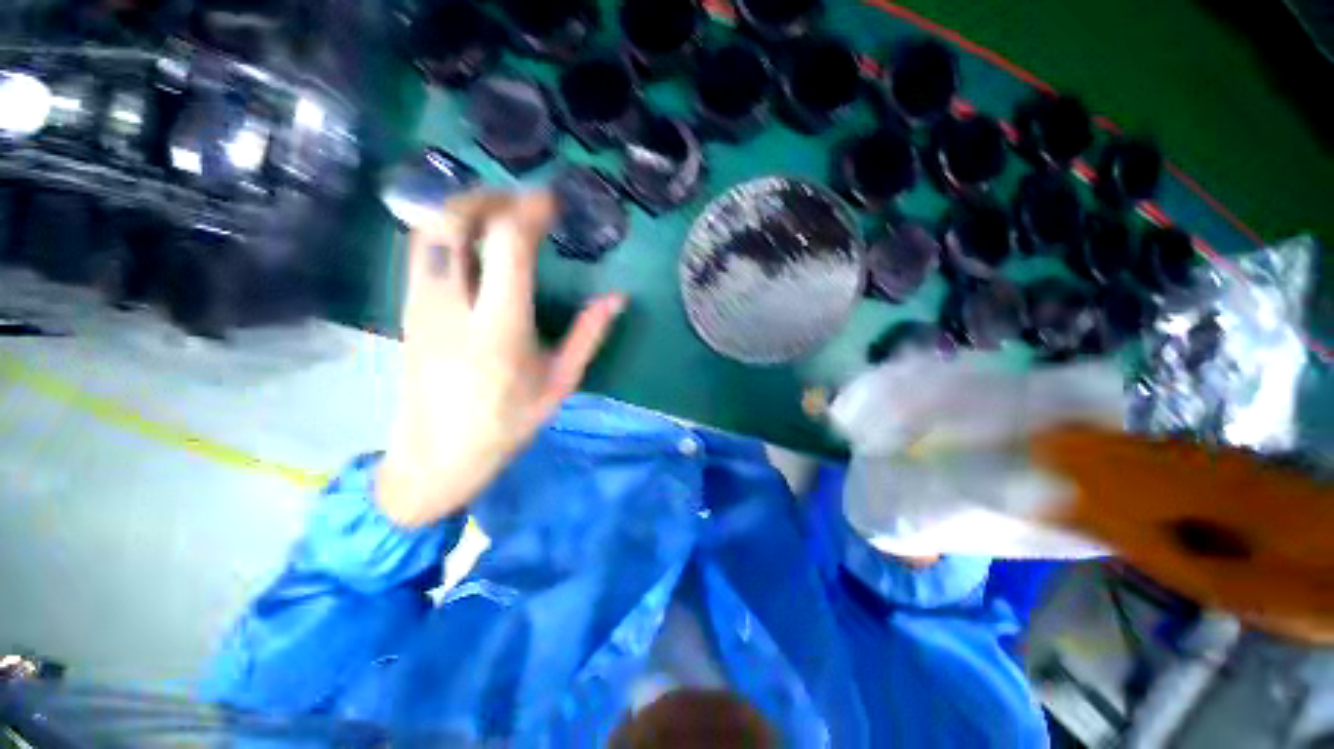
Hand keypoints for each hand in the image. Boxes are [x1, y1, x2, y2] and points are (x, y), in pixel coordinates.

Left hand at [376, 191, 625, 527]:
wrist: (438, 454)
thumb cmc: (508, 423)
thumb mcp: (560, 382)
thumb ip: (588, 335)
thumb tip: (617, 298)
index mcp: (499, 328)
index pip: (507, 245)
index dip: (530, 211)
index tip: (552, 202)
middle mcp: (453, 306)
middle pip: (455, 220)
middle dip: (491, 197)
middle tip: (523, 202)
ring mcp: (421, 304)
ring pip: (431, 228)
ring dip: (466, 207)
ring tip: (500, 214)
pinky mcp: (408, 307)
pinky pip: (423, 248)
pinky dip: (449, 228)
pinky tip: (475, 241)